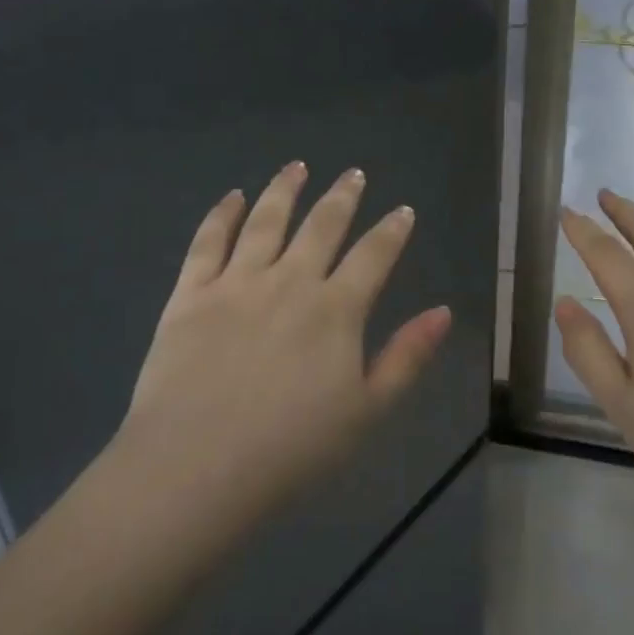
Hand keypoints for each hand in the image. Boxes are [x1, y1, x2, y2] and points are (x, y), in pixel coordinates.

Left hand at [115, 161, 451, 523]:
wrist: (195, 467)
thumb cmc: (291, 449)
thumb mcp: (367, 411)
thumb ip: (407, 356)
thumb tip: (443, 311)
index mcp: (335, 309)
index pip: (373, 255)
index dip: (392, 230)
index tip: (402, 210)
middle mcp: (289, 281)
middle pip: (321, 225)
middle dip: (342, 196)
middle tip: (353, 173)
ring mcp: (236, 283)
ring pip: (266, 220)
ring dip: (285, 189)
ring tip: (297, 167)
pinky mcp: (190, 293)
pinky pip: (208, 241)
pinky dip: (224, 214)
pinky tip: (234, 197)